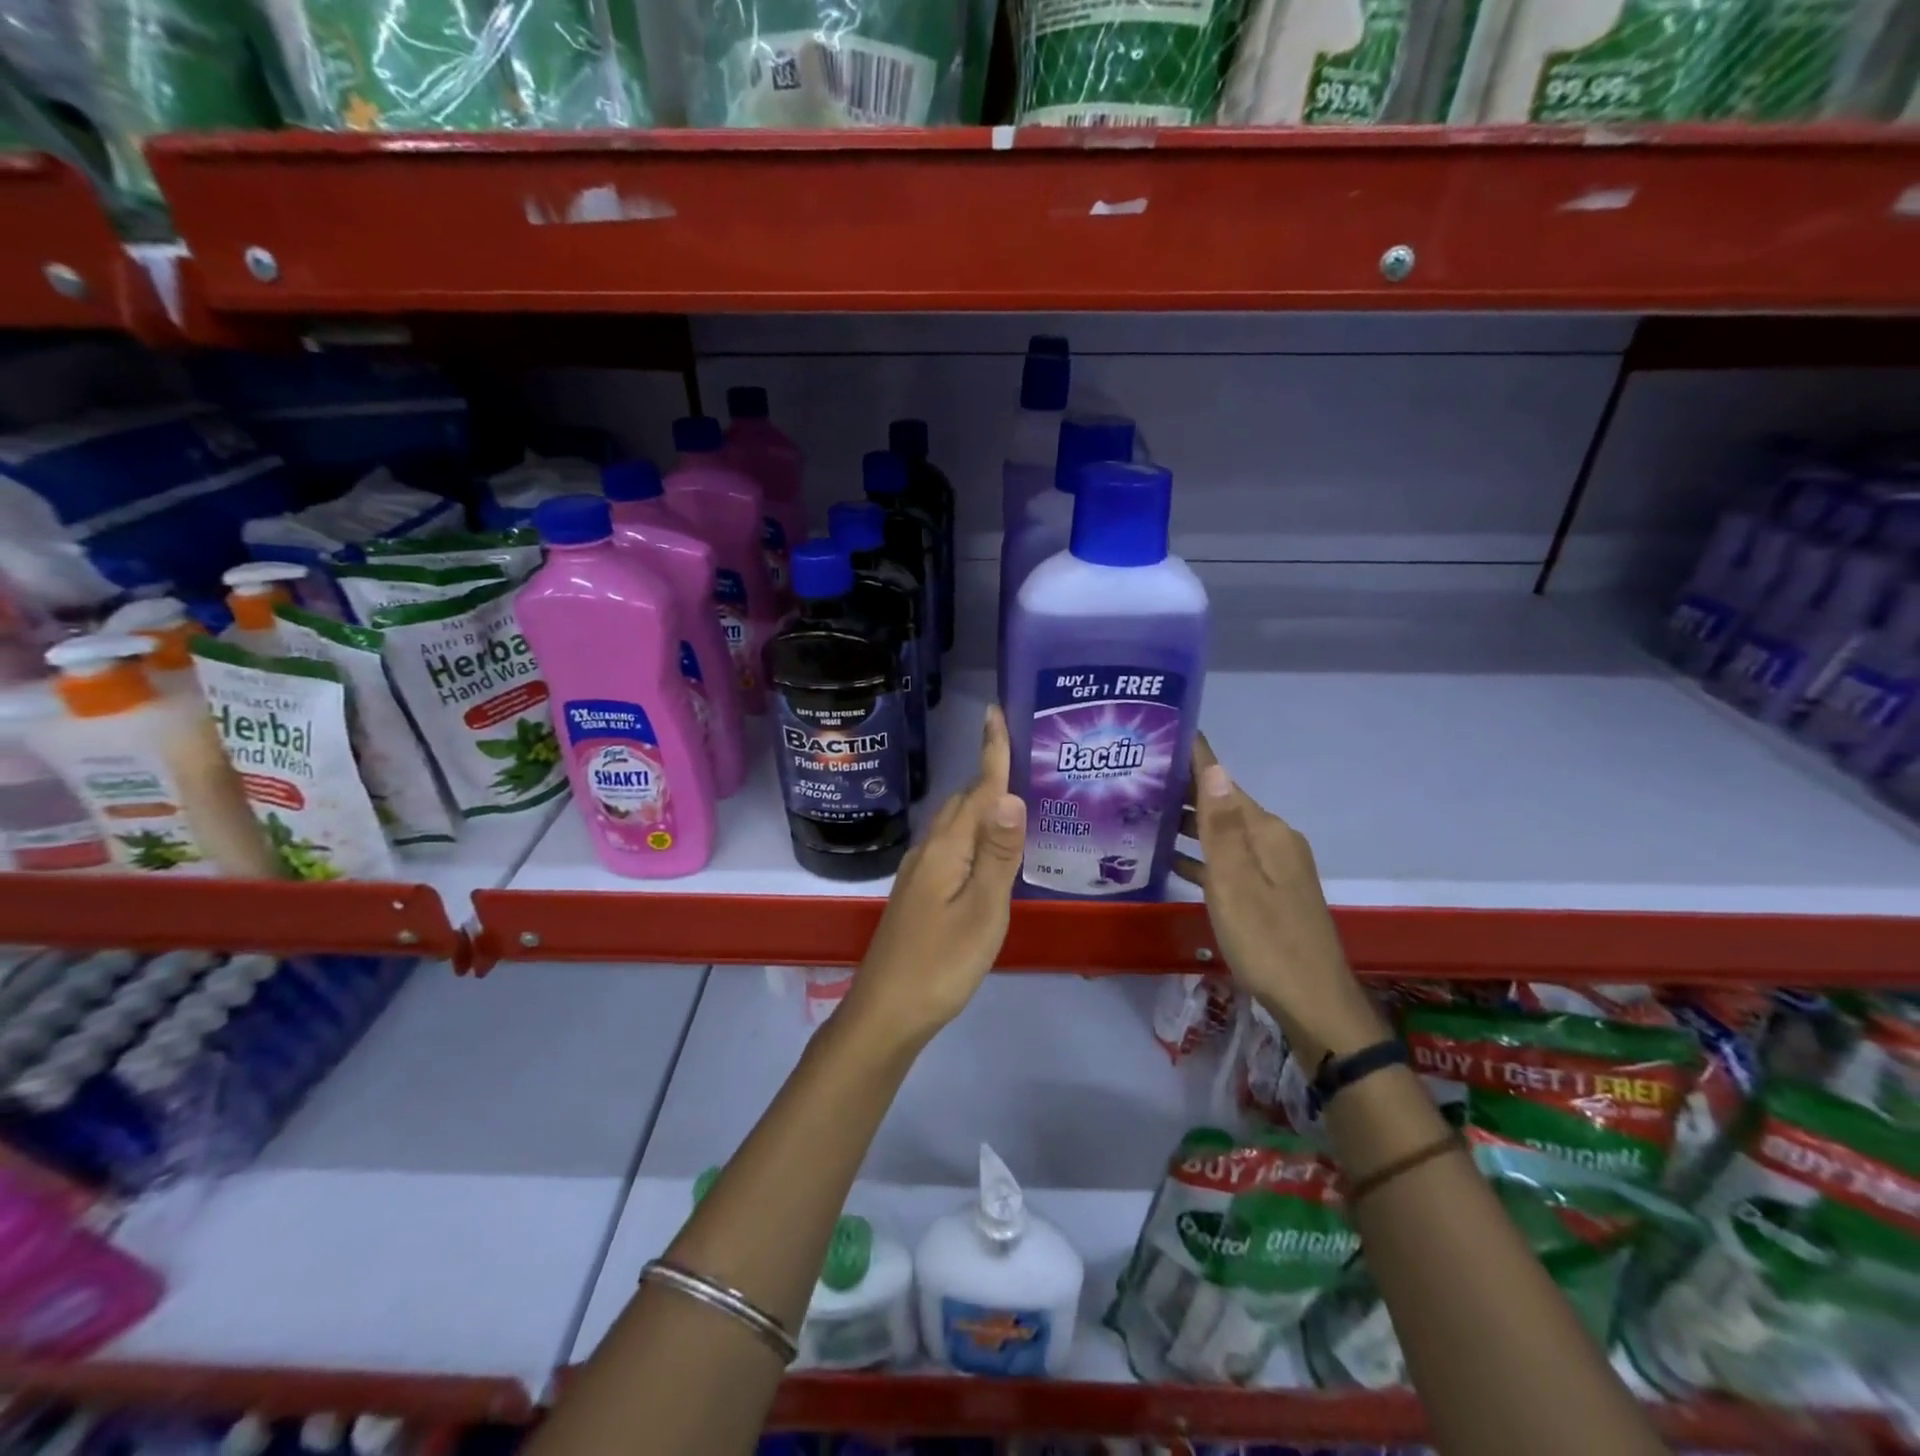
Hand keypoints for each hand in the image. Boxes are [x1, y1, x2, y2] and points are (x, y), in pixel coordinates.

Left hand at [842, 705, 1026, 1050]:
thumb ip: (997, 853)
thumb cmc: (942, 963)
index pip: (977, 790)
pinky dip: (972, 833)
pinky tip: (987, 848)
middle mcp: (929, 850)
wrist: (887, 1011)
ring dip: (981, 804)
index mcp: (947, 848)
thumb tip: (1011, 794)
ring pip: (954, 824)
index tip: (996, 712)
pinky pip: (950, 846)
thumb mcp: (982, 910)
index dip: (991, 752)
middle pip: (964, 802)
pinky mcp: (919, 893)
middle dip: (990, 773)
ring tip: (1013, 796)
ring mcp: (919, 872)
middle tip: (1025, 755)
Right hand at [1173, 735, 1385, 1067]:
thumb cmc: (1266, 940)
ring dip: (1188, 825)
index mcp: (1268, 832)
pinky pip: (1228, 862)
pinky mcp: (1268, 893)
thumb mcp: (1236, 882)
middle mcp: (1274, 841)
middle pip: (1223, 806)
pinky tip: (1171, 861)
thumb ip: (1221, 826)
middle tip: (1134, 780)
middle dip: (1182, 792)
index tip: (1160, 736)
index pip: (1224, 783)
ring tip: (1142, 815)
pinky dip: (1201, 856)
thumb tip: (1214, 766)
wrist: (1313, 1002)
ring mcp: (1274, 868)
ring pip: (1223, 835)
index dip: (1194, 759)